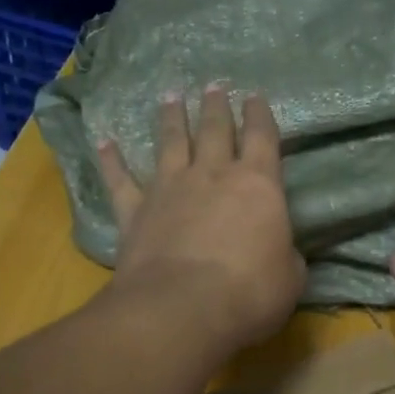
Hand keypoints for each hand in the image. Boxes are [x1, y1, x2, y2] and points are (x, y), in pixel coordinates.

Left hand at [96, 85, 305, 354]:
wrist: (181, 309)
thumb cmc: (248, 292)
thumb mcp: (290, 277)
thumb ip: (286, 256)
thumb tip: (282, 254)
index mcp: (258, 184)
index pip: (262, 137)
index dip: (260, 114)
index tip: (254, 94)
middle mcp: (213, 174)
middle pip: (214, 129)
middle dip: (216, 106)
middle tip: (213, 84)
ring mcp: (170, 188)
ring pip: (171, 142)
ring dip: (171, 118)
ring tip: (170, 96)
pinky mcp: (135, 211)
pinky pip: (120, 179)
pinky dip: (111, 160)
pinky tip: (104, 141)